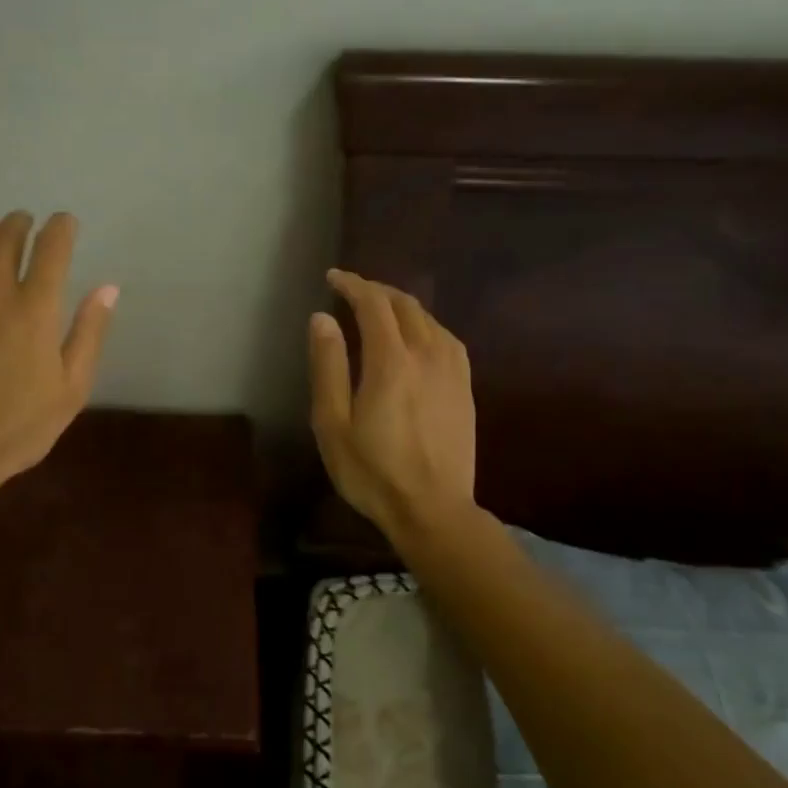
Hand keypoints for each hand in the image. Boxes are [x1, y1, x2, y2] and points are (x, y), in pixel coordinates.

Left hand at [0, 210, 115, 512]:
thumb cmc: (17, 426)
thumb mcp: (71, 389)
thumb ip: (89, 333)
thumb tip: (108, 288)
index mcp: (37, 308)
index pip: (53, 247)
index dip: (62, 227)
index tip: (66, 223)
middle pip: (8, 235)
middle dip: (22, 223)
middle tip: (27, 224)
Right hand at [309, 269, 476, 543]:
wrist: (433, 510)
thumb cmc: (372, 471)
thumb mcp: (332, 423)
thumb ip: (328, 366)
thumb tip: (322, 319)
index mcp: (391, 361)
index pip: (373, 304)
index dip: (352, 284)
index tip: (333, 277)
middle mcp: (427, 355)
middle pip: (404, 305)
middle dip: (376, 290)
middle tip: (351, 290)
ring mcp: (452, 371)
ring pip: (429, 319)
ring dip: (401, 305)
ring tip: (380, 309)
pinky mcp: (465, 387)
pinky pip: (446, 338)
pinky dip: (425, 324)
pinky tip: (418, 336)